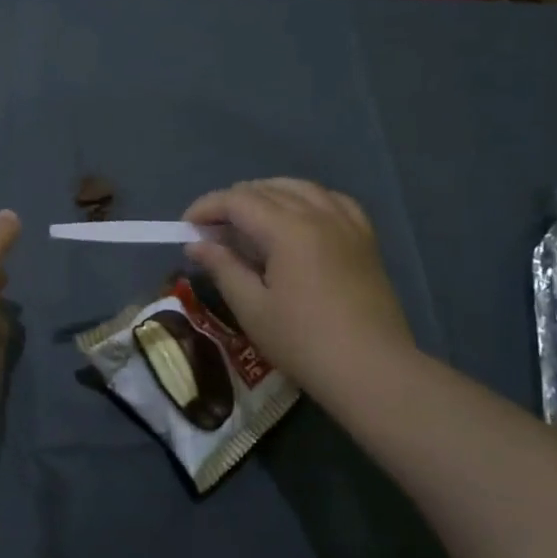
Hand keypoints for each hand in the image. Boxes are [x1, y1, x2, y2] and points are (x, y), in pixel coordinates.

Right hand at [182, 179, 412, 392]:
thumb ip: (223, 268)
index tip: (186, 226)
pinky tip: (299, 217)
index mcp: (289, 229)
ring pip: (301, 188)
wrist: (371, 368)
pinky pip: (332, 201)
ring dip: (268, 195)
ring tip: (249, 219)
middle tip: (211, 229)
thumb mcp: (252, 308)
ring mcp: (347, 224)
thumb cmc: (303, 342)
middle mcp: (319, 214)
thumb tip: (197, 245)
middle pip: (267, 190)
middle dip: (233, 202)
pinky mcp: (365, 239)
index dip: (207, 207)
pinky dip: (307, 200)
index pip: (238, 200)